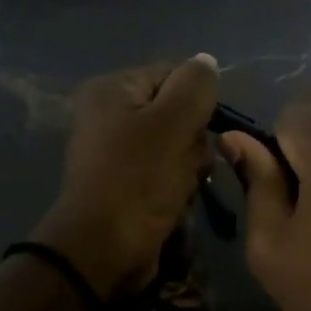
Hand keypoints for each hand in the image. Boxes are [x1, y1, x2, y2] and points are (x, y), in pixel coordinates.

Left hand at [32, 55, 219, 297]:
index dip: (198, 101)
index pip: (175, 74)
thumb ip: (195, 86)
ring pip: (178, 143)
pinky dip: (177, 183)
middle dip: (194, 137)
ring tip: (183, 184)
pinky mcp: (126, 181)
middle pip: (177, 110)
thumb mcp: (173, 123)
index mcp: (112, 89)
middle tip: (190, 161)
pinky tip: (176, 199)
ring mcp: (116, 150)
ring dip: (190, 164)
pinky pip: (166, 170)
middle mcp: (109, 113)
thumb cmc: (139, 179)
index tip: (204, 128)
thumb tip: (206, 61)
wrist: (104, 249)